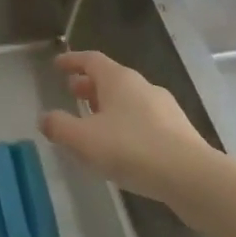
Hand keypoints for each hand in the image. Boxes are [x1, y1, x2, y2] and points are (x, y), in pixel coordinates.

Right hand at [39, 50, 211, 204]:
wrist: (191, 176)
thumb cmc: (131, 149)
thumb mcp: (84, 139)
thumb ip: (60, 127)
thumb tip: (45, 118)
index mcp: (119, 80)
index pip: (91, 60)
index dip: (72, 61)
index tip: (57, 65)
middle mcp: (142, 86)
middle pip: (111, 78)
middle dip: (89, 85)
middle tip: (72, 93)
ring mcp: (164, 108)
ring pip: (128, 99)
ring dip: (107, 105)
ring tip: (93, 122)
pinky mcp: (177, 131)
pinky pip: (143, 118)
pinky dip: (125, 123)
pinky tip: (120, 145)